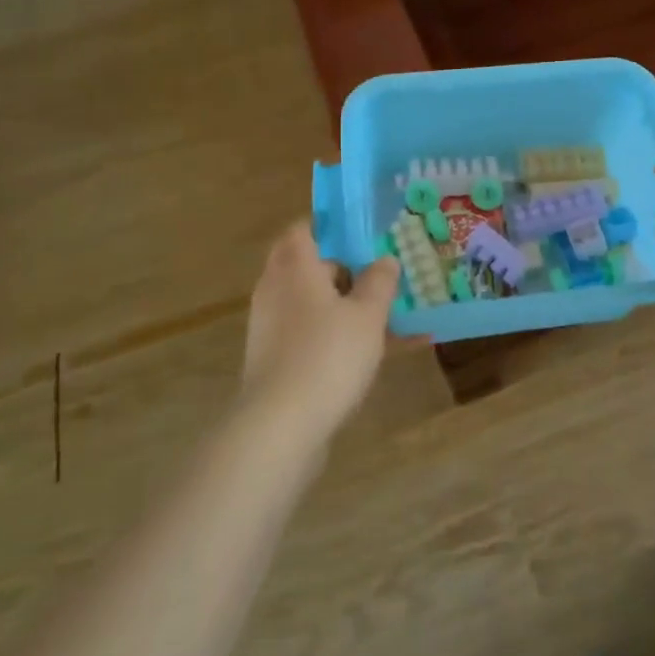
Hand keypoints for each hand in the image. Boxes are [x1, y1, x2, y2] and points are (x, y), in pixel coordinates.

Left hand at [240, 221, 398, 436]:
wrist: (279, 428)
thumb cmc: (327, 356)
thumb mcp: (368, 315)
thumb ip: (379, 282)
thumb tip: (384, 259)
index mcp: (295, 267)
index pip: (303, 229)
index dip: (330, 227)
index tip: (361, 234)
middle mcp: (275, 290)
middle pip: (306, 266)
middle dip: (341, 269)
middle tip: (378, 274)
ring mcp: (269, 327)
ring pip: (310, 303)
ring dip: (341, 306)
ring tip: (384, 317)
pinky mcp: (272, 361)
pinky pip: (308, 335)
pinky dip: (334, 336)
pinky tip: (370, 355)